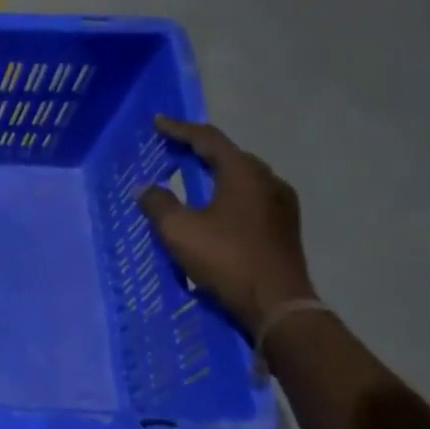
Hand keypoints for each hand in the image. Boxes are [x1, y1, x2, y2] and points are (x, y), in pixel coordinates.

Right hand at [138, 117, 314, 336]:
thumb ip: (159, 204)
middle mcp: (268, 180)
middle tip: (173, 149)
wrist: (277, 305)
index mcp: (244, 173)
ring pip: (243, 177)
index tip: (157, 123)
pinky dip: (229, 193)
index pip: (208, 139)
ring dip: (216, 173)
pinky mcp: (284, 226)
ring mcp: (281, 204)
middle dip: (200, 150)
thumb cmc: (226, 260)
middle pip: (230, 155)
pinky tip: (217, 208)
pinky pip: (251, 197)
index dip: (180, 129)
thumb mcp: (180, 231)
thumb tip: (145, 188)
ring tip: (193, 177)